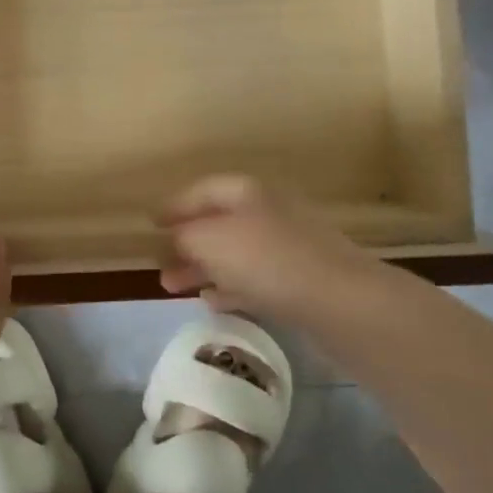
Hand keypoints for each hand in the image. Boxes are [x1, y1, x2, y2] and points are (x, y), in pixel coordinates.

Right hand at [157, 175, 383, 326]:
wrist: (341, 300)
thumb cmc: (267, 260)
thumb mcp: (211, 241)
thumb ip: (185, 236)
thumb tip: (175, 237)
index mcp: (247, 191)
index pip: (202, 190)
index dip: (175, 205)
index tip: (151, 224)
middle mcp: (268, 210)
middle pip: (218, 222)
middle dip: (186, 242)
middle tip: (159, 264)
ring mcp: (288, 245)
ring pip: (235, 252)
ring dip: (204, 267)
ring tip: (175, 287)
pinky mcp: (300, 279)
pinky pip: (255, 278)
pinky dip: (231, 286)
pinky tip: (214, 302)